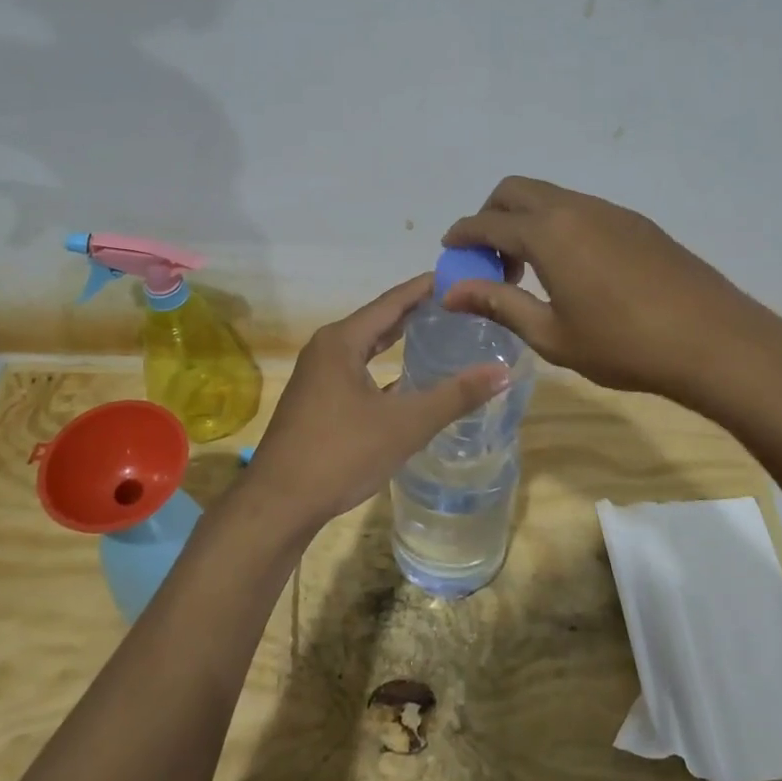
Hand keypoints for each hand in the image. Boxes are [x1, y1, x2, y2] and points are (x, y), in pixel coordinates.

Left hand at [243, 274, 509, 531]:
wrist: (279, 504)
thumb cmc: (341, 453)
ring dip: (397, 340)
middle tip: (455, 304)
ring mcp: (317, 377)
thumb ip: (454, 396)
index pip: (391, 302)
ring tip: (436, 333)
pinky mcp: (316, 402)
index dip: (423, 288)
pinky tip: (406, 381)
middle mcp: (326, 349)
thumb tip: (502, 372)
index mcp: (341, 341)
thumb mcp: (405, 424)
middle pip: (377, 321)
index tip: (456, 276)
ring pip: (365, 348)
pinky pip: (356, 372)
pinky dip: (383, 369)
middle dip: (414, 312)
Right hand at [441, 177, 781, 420]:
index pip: (487, 222)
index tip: (450, 252)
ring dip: (527, 221)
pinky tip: (574, 270)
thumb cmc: (624, 345)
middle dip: (491, 216)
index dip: (462, 235)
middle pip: (515, 190)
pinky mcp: (637, 222)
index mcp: (548, 233)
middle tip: (492, 261)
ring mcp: (610, 211)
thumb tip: (450, 292)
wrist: (714, 341)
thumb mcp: (552, 334)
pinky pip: (581, 209)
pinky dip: (559, 226)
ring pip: (551, 196)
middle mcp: (575, 208)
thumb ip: (499, 304)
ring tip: (533, 272)